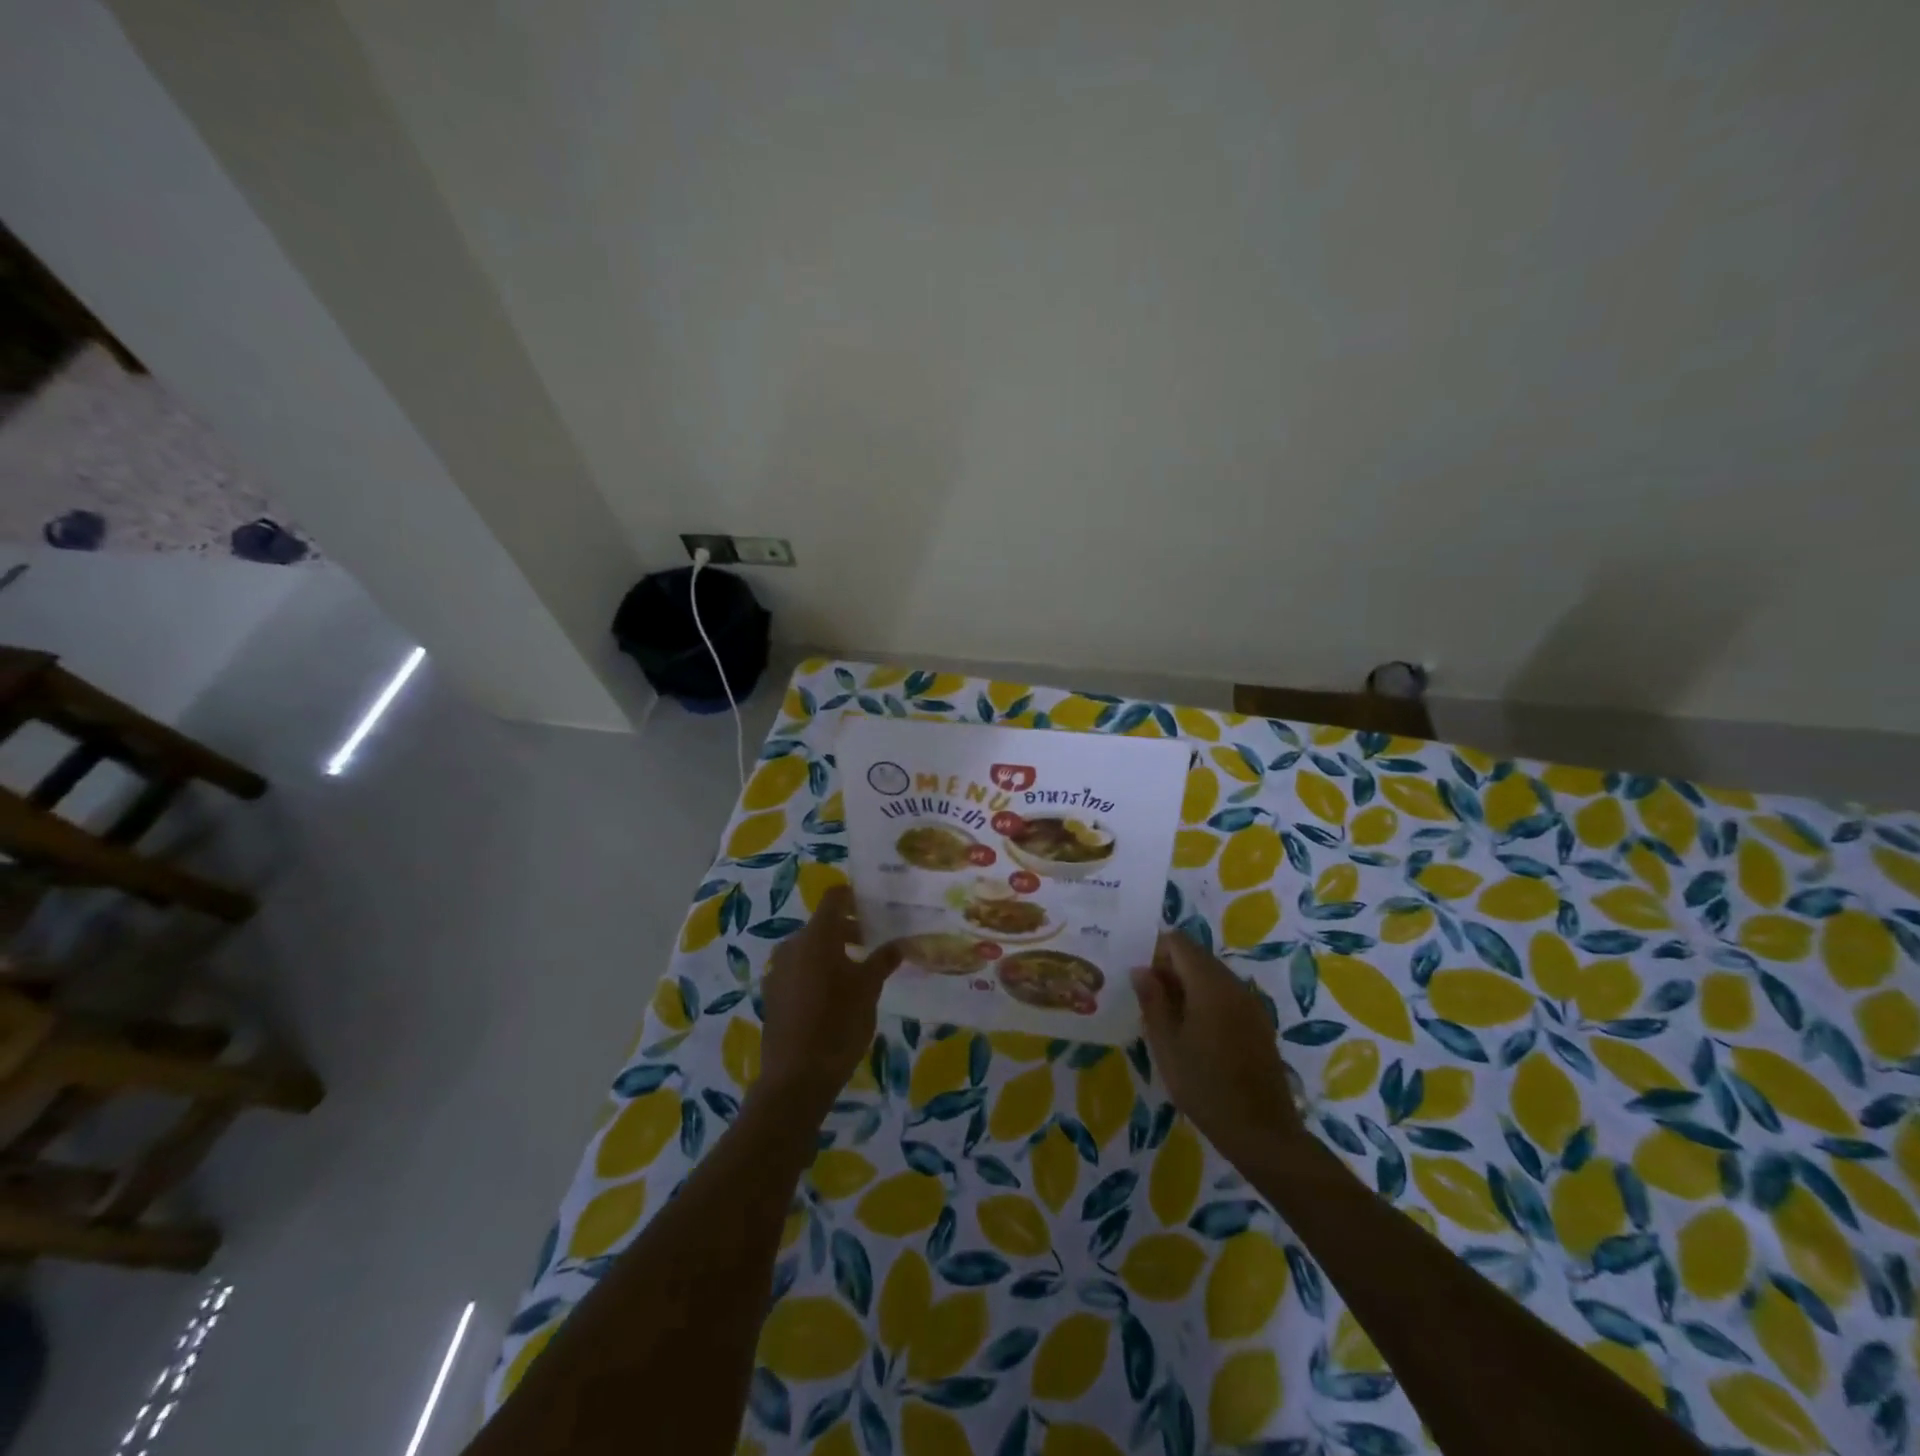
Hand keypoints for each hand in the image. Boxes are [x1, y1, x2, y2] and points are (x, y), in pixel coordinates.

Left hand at [756, 887, 898, 1119]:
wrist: (796, 1078)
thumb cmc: (838, 1024)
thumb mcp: (868, 990)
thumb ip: (882, 961)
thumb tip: (898, 944)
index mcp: (816, 936)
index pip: (834, 898)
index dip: (854, 897)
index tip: (875, 906)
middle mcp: (792, 946)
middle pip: (822, 924)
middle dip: (849, 929)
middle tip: (875, 943)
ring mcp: (778, 970)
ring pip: (810, 948)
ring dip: (833, 952)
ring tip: (858, 972)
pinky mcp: (772, 994)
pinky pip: (798, 969)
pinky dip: (817, 971)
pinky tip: (834, 995)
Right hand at [1133, 930, 1301, 1162]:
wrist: (1262, 1132)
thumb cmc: (1205, 1087)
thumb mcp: (1166, 1045)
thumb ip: (1152, 1001)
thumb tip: (1141, 969)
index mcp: (1210, 984)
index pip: (1178, 942)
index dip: (1155, 953)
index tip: (1142, 983)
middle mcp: (1234, 984)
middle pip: (1197, 956)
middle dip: (1170, 970)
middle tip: (1151, 1004)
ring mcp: (1251, 1003)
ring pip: (1212, 975)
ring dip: (1188, 986)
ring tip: (1171, 1022)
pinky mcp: (1260, 1022)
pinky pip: (1227, 995)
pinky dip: (1207, 1000)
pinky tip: (1197, 1035)